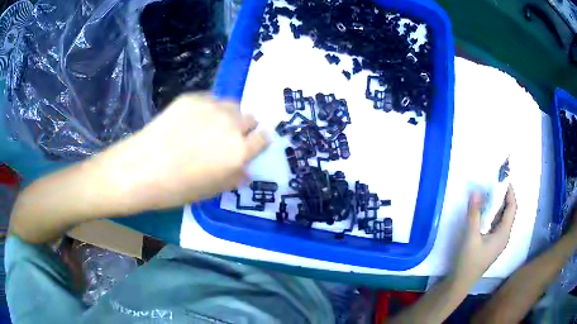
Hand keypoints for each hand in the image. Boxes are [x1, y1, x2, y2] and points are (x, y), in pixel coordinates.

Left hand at [96, 93, 268, 212]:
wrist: (142, 168)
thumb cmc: (177, 188)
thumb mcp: (211, 190)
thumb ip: (234, 178)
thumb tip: (246, 172)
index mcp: (239, 151)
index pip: (263, 138)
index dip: (257, 142)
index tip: (249, 146)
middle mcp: (231, 124)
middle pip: (250, 118)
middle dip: (243, 128)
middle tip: (226, 138)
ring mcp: (211, 107)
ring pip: (232, 105)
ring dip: (228, 116)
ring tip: (209, 126)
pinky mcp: (192, 97)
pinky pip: (210, 99)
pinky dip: (207, 109)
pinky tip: (190, 121)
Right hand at [453, 185, 516, 283]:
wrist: (461, 282)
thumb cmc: (469, 261)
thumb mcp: (471, 237)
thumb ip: (474, 215)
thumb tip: (475, 192)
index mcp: (503, 234)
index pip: (512, 208)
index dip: (510, 193)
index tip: (504, 180)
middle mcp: (504, 236)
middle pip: (509, 212)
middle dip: (505, 197)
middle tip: (496, 184)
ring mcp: (497, 242)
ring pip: (502, 219)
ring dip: (499, 205)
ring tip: (491, 193)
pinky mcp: (491, 245)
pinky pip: (496, 225)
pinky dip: (493, 214)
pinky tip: (486, 211)